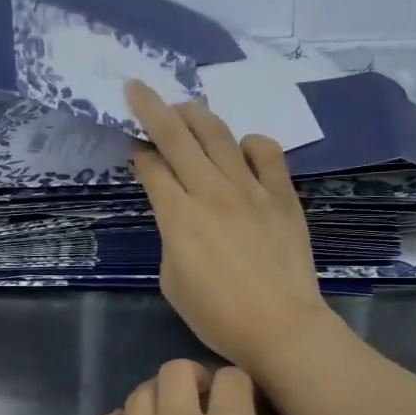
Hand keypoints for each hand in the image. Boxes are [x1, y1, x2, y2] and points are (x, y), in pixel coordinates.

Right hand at [125, 80, 333, 369]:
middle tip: (138, 88)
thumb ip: (170, 238)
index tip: (132, 143)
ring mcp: (250, 189)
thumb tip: (180, 216)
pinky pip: (267, 153)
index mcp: (177, 216)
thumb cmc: (218, 315)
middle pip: (176, 136)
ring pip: (219, 135)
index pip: (151, 167)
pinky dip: (251, 143)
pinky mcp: (282, 195)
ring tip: (185, 106)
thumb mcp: (172, 281)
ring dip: (197, 114)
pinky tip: (242, 147)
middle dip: (152, 108)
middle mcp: (210, 191)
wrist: (280, 326)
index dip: (138, 151)